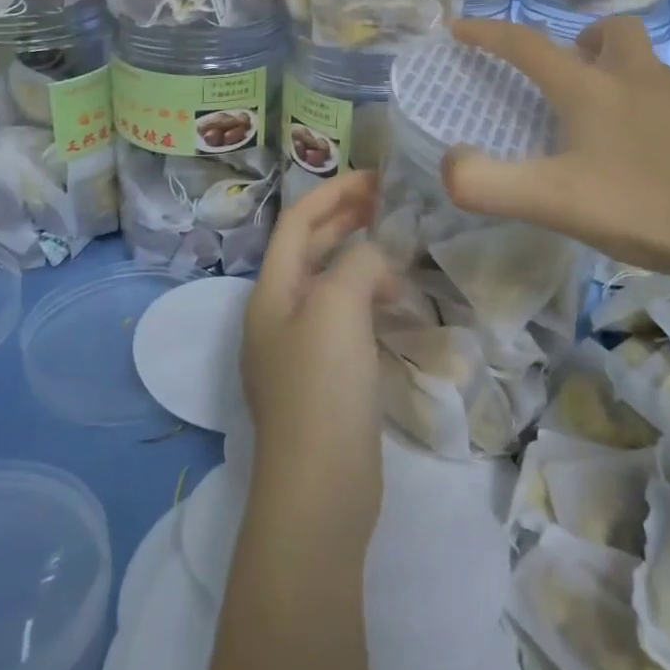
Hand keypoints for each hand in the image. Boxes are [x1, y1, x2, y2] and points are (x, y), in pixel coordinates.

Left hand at [240, 169, 393, 543]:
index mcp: (271, 292)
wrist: (320, 492)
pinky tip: (396, 303)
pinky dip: (368, 299)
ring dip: (360, 259)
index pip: (298, 221)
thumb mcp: (338, 308)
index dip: (334, 193)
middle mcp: (279, 315)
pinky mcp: (325, 380)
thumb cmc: (322, 387)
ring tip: (399, 252)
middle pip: (310, 249)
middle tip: (390, 202)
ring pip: (331, 284)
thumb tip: (375, 259)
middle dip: (346, 219)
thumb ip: (357, 263)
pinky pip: (346, 319)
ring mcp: (300, 350)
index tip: (376, 177)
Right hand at [442, 17, 669, 289]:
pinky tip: (653, 160)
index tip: (459, 27)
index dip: (487, 33)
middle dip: (581, 41)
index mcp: (592, 87)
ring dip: (619, 77)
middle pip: (610, 33)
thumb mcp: (556, 201)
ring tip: (605, 127)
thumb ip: (490, 185)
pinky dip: (652, 113)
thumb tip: (449, 163)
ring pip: (645, 67)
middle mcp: (639, 78)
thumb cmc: (649, 204)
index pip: (526, 45)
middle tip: (567, 75)